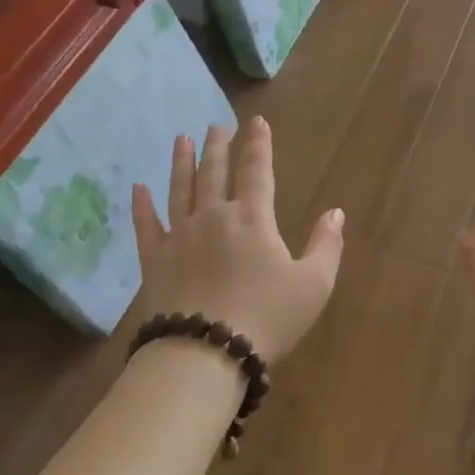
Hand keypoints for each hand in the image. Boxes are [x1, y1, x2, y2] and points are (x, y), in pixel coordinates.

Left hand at [131, 118, 343, 365]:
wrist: (206, 353)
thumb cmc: (267, 318)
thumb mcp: (313, 285)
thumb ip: (326, 245)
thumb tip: (336, 212)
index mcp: (253, 219)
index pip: (256, 170)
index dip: (258, 144)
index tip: (256, 122)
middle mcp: (213, 217)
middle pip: (214, 172)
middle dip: (218, 146)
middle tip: (217, 125)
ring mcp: (179, 236)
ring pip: (180, 189)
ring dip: (182, 162)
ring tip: (182, 138)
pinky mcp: (154, 261)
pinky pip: (146, 225)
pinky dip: (142, 205)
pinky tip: (138, 188)